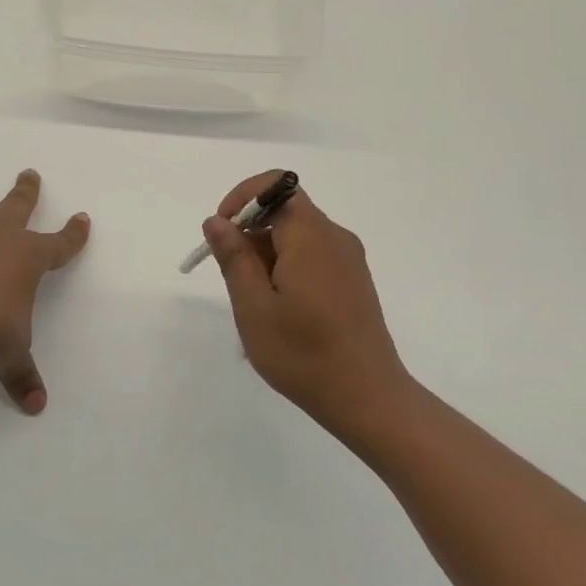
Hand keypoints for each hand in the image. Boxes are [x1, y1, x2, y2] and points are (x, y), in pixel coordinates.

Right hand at [204, 171, 410, 439]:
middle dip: (250, 232)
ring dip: (267, 254)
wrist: (368, 398)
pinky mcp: (354, 281)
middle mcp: (335, 238)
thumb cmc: (304, 354)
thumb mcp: (254, 306)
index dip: (242, 198)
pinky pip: (313, 255)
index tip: (222, 232)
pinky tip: (281, 310)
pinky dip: (287, 266)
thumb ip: (234, 257)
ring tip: (256, 303)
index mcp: (311, 236)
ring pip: (297, 235)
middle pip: (285, 211)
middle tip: (234, 278)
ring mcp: (348, 260)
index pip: (275, 186)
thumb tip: (217, 220)